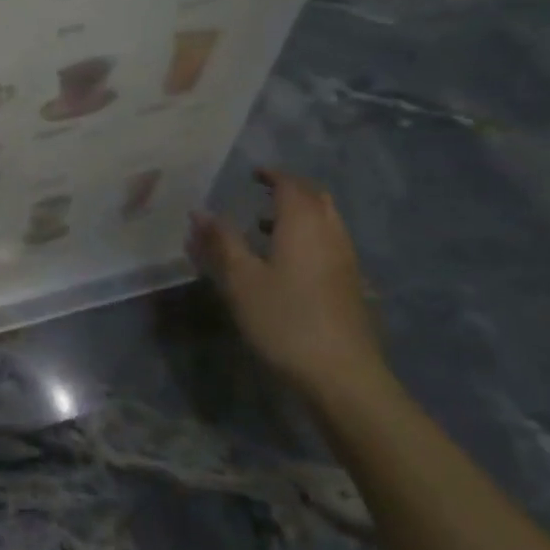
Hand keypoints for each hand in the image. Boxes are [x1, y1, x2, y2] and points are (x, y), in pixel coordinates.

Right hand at [188, 169, 383, 397]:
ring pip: (326, 222)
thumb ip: (221, 241)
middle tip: (262, 193)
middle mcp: (330, 235)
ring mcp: (346, 262)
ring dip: (299, 215)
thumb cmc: (284, 320)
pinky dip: (308, 237)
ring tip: (265, 226)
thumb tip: (199, 211)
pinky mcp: (350, 286)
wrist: (342, 376)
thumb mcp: (241, 280)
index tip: (252, 173)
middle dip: (290, 190)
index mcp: (303, 226)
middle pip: (316, 199)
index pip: (292, 185)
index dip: (273, 175)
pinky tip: (285, 262)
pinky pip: (329, 244)